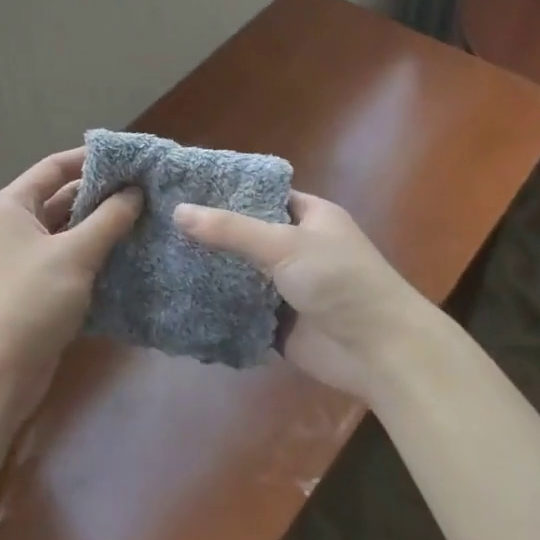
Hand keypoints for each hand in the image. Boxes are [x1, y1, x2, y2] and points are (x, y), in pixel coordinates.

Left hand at [0, 148, 141, 421]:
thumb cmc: (29, 302)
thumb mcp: (74, 255)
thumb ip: (108, 219)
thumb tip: (136, 190)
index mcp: (11, 207)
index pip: (55, 167)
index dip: (92, 159)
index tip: (132, 158)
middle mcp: (14, 226)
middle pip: (63, 197)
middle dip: (103, 194)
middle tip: (148, 189)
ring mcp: (25, 259)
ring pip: (70, 230)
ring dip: (103, 226)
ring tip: (147, 217)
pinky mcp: (38, 288)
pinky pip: (71, 258)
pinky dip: (97, 254)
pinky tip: (131, 253)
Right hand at [173, 192, 429, 400]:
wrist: (380, 350)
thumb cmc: (338, 279)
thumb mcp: (284, 243)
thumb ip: (230, 229)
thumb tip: (178, 210)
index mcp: (308, 215)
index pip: (261, 194)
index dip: (226, 192)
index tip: (183, 188)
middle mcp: (297, 246)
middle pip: (247, 235)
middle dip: (211, 234)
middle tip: (160, 224)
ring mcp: (288, 286)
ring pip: (241, 273)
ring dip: (211, 271)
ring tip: (160, 257)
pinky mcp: (279, 322)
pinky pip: (242, 309)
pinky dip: (219, 306)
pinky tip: (179, 298)